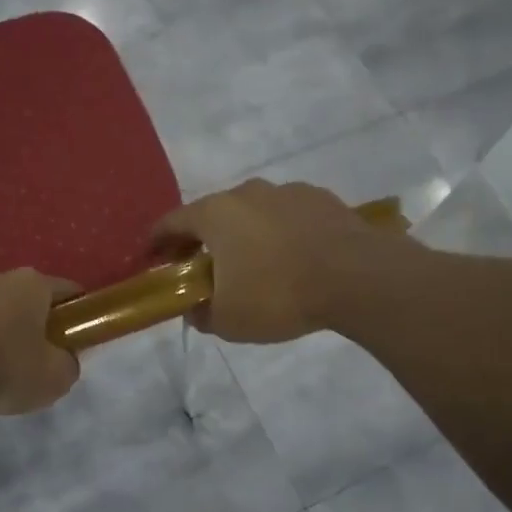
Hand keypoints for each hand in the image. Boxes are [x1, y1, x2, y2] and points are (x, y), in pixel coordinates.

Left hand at [0, 269, 81, 414]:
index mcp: (31, 283)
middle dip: (31, 323)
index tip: (76, 338)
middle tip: (34, 358)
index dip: (76, 315)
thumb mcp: (55, 378)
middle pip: (24, 299)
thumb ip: (68, 365)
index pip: (67, 291)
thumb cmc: (5, 367)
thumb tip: (63, 361)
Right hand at [153, 179, 375, 343]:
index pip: (172, 221)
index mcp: (215, 214)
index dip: (158, 240)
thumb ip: (201, 313)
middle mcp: (247, 192)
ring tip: (254, 264)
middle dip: (203, 238)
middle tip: (203, 266)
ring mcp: (287, 191)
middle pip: (212, 213)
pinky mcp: (322, 199)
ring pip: (253, 212)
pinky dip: (280, 233)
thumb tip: (195, 309)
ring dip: (245, 234)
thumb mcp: (227, 320)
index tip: (153, 256)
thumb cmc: (279, 294)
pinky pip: (288, 216)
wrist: (358, 277)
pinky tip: (292, 258)